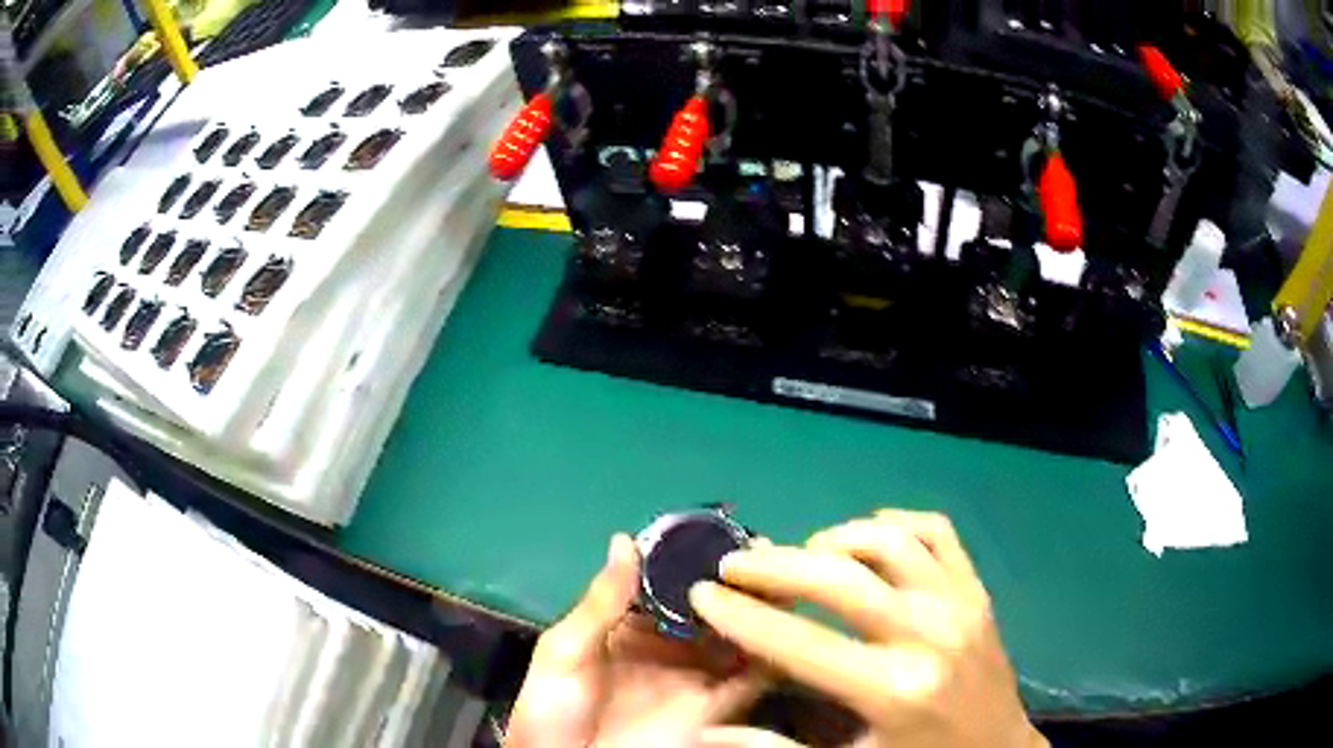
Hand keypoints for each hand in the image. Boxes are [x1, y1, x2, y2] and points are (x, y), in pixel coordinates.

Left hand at [504, 534, 769, 747]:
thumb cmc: (552, 711)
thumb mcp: (564, 653)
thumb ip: (600, 604)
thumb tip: (624, 540)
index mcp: (629, 629)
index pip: (668, 587)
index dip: (694, 560)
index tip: (723, 531)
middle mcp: (668, 648)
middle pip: (710, 608)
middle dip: (736, 581)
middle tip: (764, 549)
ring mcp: (694, 677)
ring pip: (738, 637)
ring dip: (760, 609)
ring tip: (782, 578)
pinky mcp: (714, 708)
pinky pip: (751, 679)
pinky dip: (772, 654)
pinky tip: (787, 627)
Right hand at [689, 510, 1046, 747]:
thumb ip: (775, 747)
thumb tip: (706, 731)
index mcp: (893, 688)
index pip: (799, 641)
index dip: (743, 615)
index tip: (703, 593)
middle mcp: (928, 634)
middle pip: (840, 576)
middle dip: (775, 566)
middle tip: (735, 566)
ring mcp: (959, 603)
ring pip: (888, 541)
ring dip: (833, 540)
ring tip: (801, 559)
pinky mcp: (977, 590)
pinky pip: (937, 532)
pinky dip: (895, 525)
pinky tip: (868, 542)